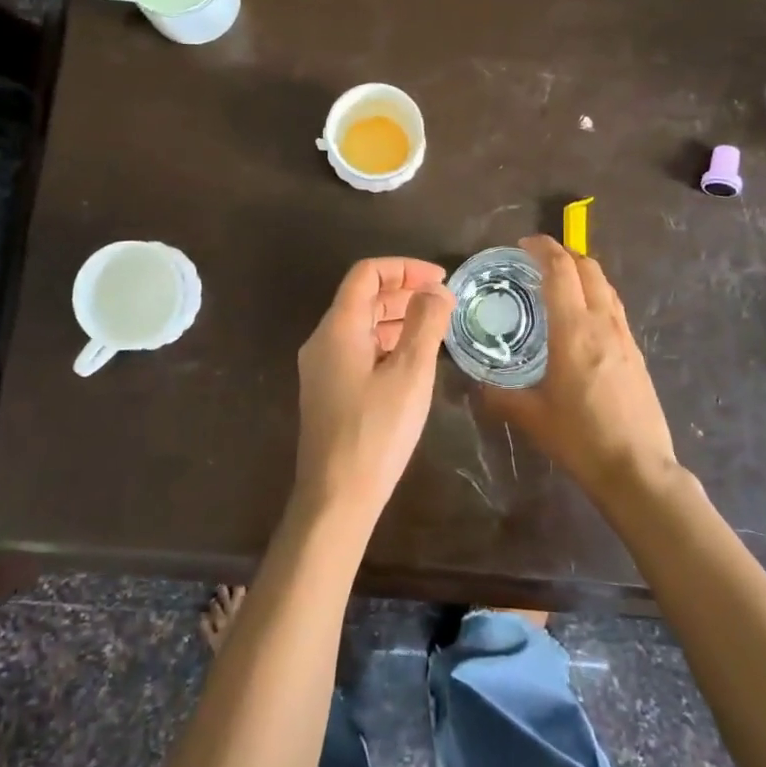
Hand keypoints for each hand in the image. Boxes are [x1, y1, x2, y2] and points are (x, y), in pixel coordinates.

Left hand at [293, 257, 454, 531]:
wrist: (336, 498)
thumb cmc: (376, 431)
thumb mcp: (410, 374)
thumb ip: (425, 324)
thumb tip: (436, 290)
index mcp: (339, 328)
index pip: (367, 274)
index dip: (405, 268)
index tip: (440, 280)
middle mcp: (323, 339)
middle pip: (363, 297)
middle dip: (404, 291)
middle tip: (443, 302)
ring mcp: (322, 367)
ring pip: (361, 325)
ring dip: (397, 317)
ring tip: (435, 326)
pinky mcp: (328, 390)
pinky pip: (358, 349)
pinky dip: (386, 342)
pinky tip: (412, 359)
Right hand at [487, 235, 678, 506]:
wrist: (638, 469)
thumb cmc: (580, 438)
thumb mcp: (531, 417)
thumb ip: (499, 396)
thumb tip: (476, 385)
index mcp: (574, 329)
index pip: (560, 269)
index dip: (542, 248)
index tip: (523, 244)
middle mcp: (602, 322)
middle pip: (588, 268)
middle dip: (563, 254)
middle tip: (537, 260)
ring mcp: (624, 336)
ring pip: (606, 285)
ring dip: (583, 273)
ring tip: (559, 283)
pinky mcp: (636, 352)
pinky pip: (614, 307)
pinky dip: (596, 295)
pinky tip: (583, 318)